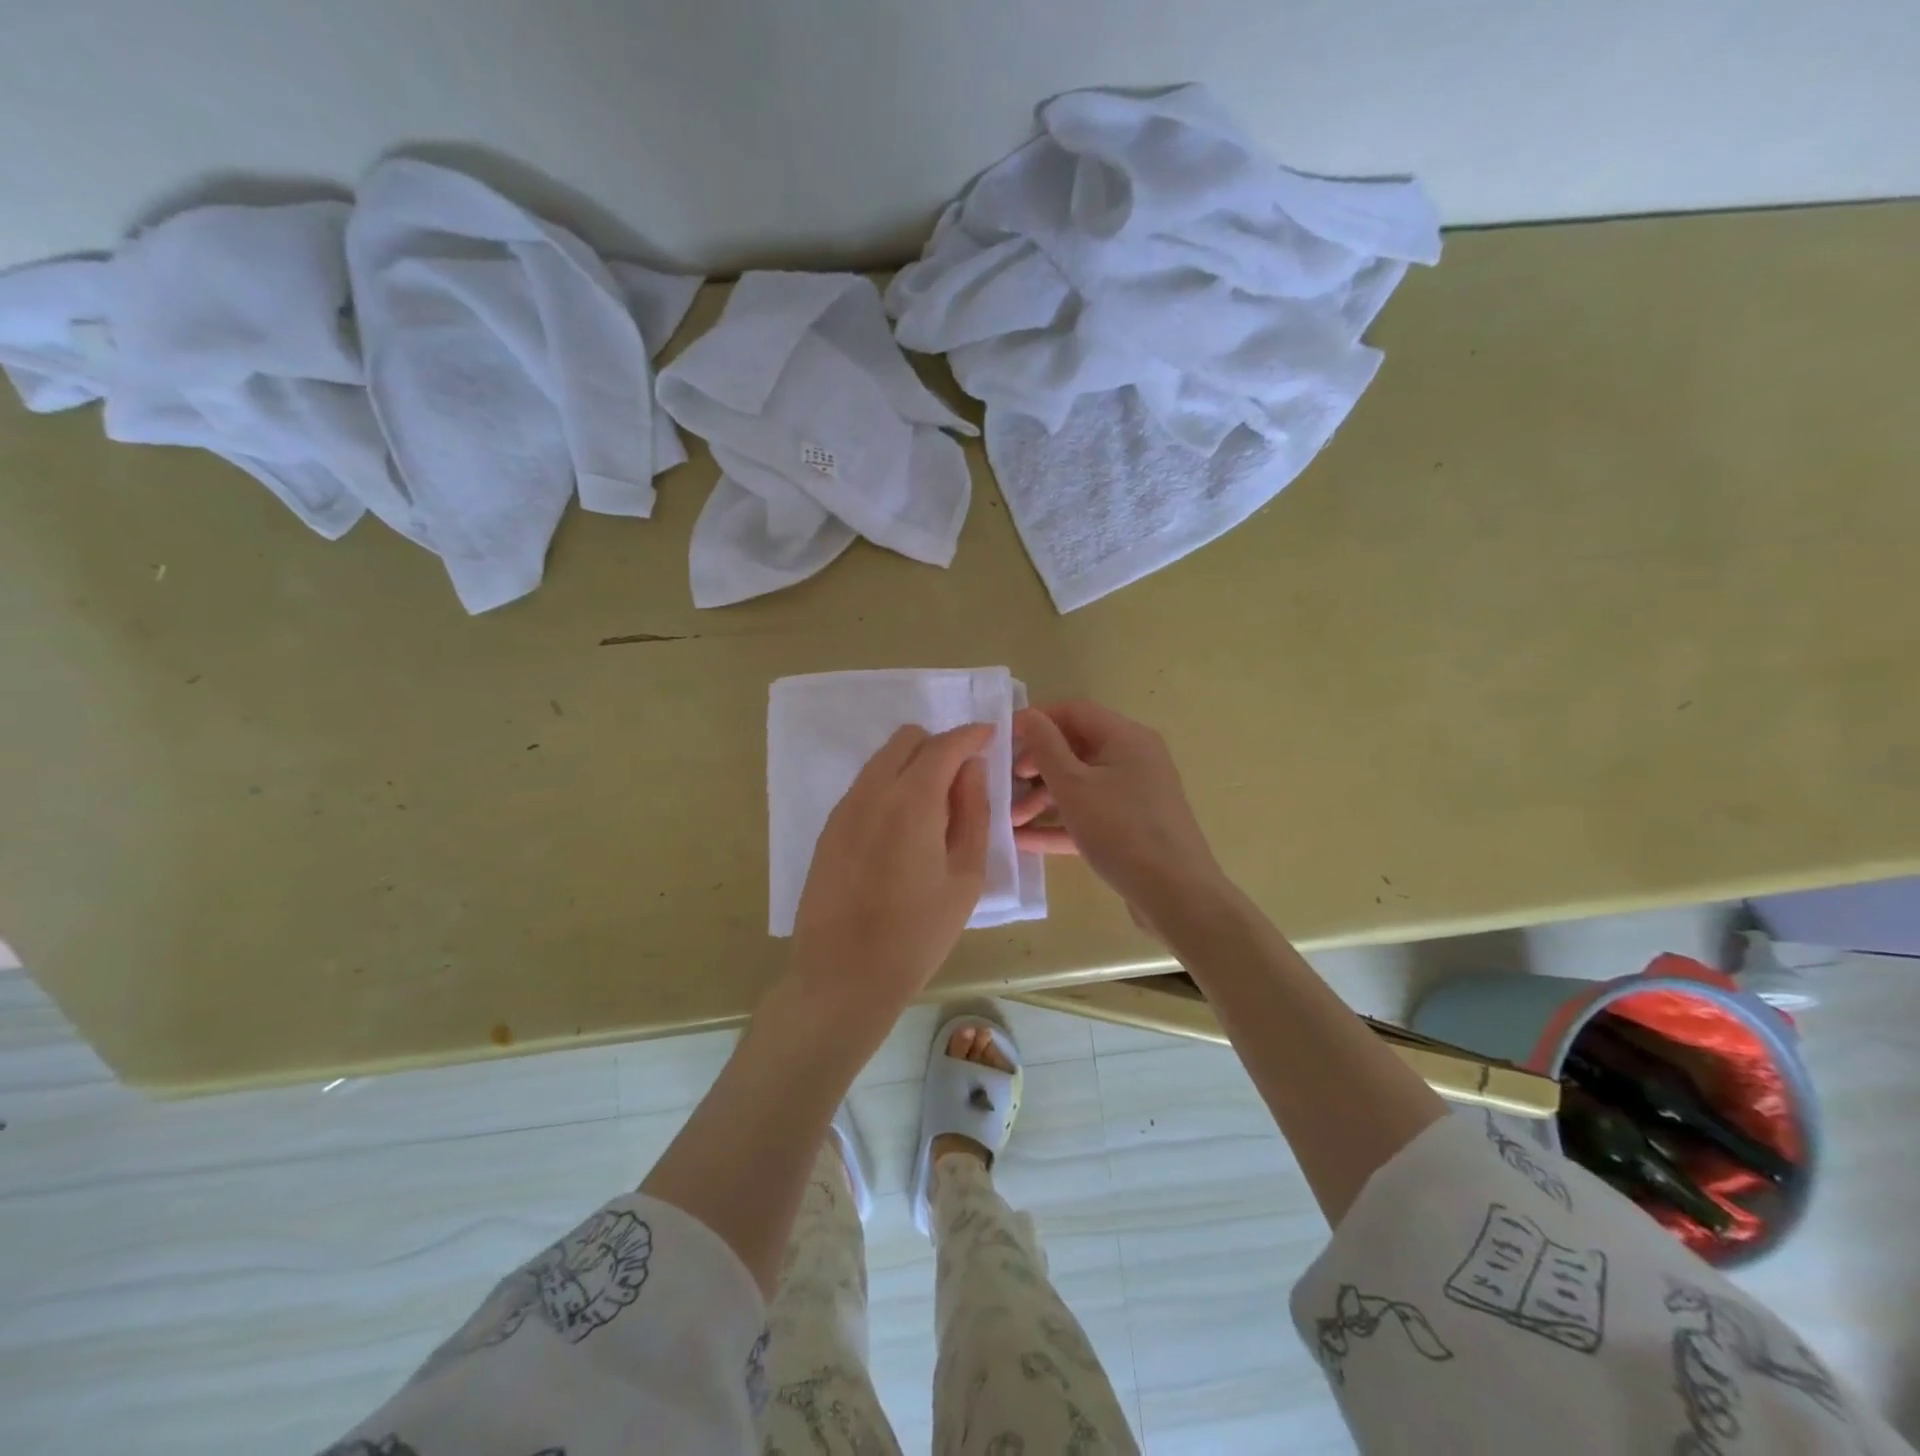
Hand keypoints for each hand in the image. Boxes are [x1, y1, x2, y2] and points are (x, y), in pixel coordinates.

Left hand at [790, 723, 991, 1016]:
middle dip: (939, 745)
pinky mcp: (829, 828)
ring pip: (882, 760)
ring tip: (935, 808)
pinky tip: (903, 828)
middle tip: (963, 779)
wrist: (843, 977)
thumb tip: (972, 770)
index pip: (944, 745)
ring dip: (912, 765)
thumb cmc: (917, 934)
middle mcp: (872, 792)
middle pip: (907, 740)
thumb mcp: (964, 877)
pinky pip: (865, 786)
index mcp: (911, 801)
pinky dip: (890, 786)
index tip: (990, 737)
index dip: (971, 735)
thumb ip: (973, 813)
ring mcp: (844, 808)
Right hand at [1013, 700, 1227, 936]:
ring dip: (1044, 798)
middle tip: (1007, 784)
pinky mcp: (1133, 827)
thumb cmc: (1121, 830)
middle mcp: (1134, 759)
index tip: (1004, 739)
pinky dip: (1062, 823)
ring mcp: (1135, 795)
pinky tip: (1026, 841)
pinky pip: (1092, 814)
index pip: (1074, 712)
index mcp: (1126, 738)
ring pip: (1082, 785)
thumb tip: (1028, 714)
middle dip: (1037, 765)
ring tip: (1011, 820)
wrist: (1176, 894)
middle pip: (1076, 749)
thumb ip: (1045, 747)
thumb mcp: (1074, 786)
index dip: (1037, 720)